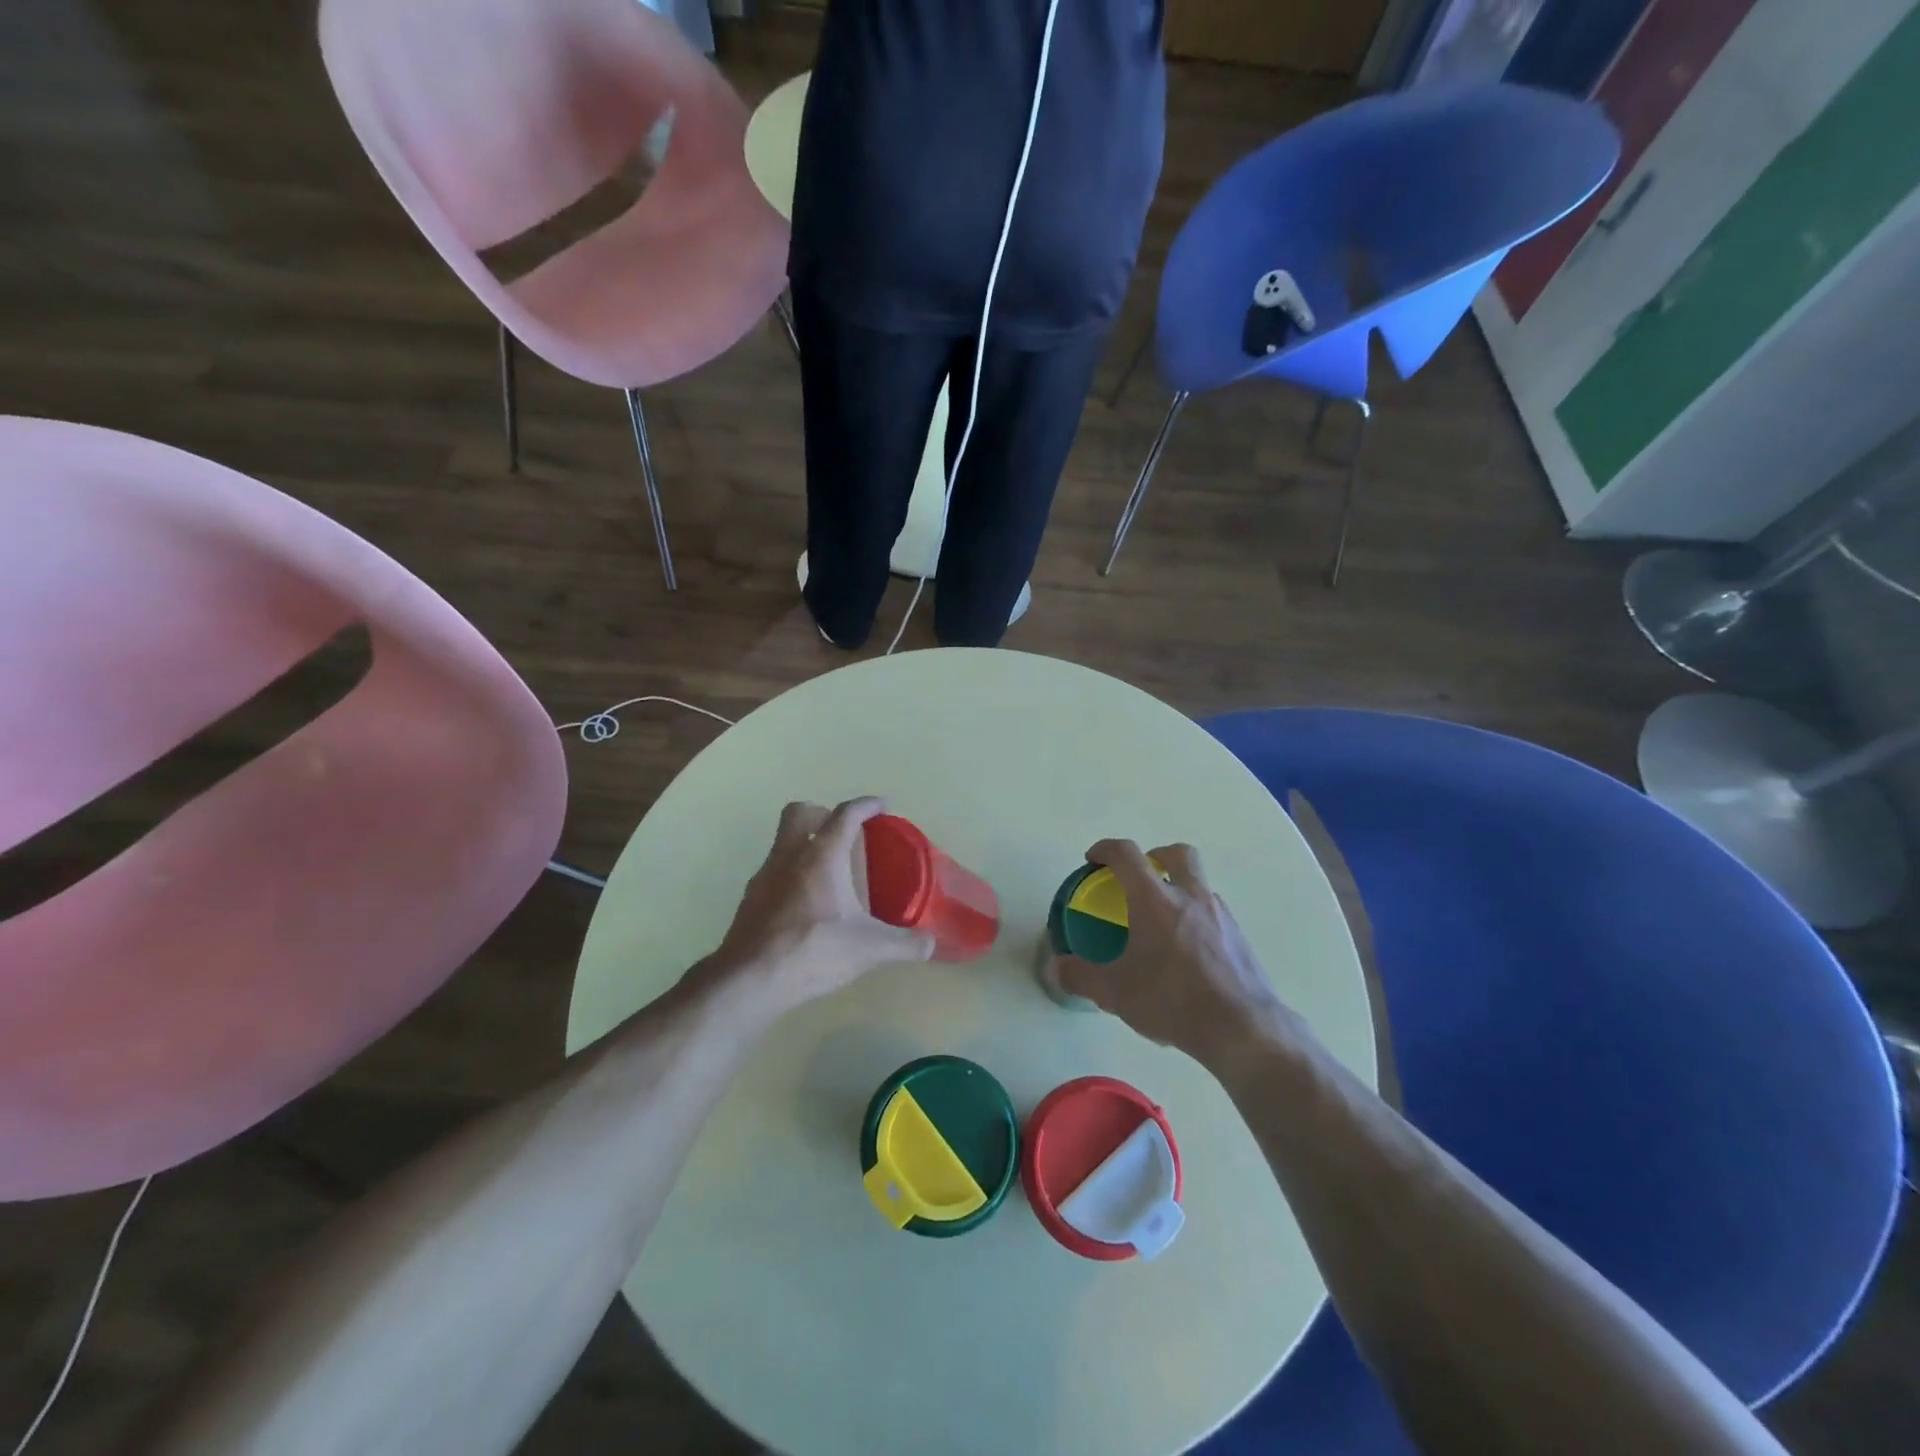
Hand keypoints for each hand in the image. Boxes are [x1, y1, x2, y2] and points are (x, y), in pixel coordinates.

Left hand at [706, 797, 933, 1014]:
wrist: (749, 981)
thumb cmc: (813, 951)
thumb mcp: (869, 949)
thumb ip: (904, 943)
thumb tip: (930, 943)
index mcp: (821, 855)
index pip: (845, 814)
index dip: (866, 805)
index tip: (881, 806)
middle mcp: (788, 856)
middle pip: (799, 812)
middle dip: (822, 813)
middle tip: (845, 833)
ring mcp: (763, 877)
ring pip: (782, 843)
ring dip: (804, 845)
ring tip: (829, 872)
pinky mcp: (749, 901)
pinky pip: (773, 872)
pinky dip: (791, 876)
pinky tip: (806, 905)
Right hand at [1052, 839, 1305, 1065]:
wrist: (1242, 1028)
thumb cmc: (1172, 1000)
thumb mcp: (1115, 993)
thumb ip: (1080, 976)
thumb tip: (1056, 967)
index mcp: (1155, 900)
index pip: (1127, 854)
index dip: (1106, 849)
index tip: (1093, 859)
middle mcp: (1190, 897)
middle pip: (1177, 853)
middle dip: (1156, 855)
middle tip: (1140, 877)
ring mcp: (1221, 915)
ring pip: (1199, 884)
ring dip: (1179, 889)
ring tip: (1163, 923)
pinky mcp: (1240, 938)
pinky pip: (1214, 913)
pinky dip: (1197, 918)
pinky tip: (1188, 953)